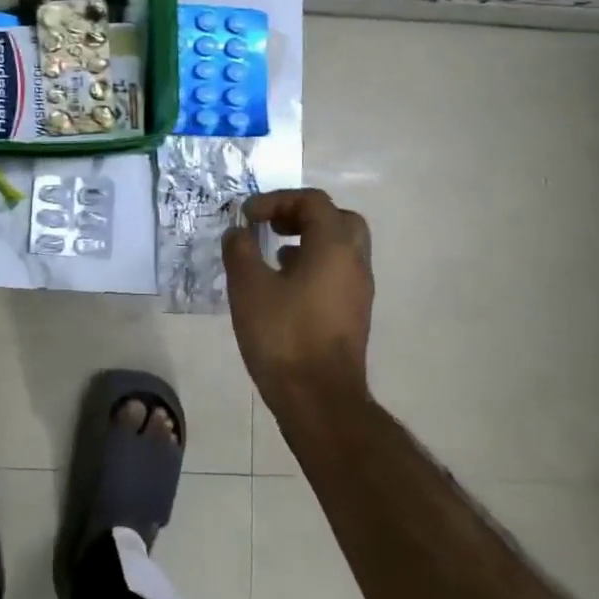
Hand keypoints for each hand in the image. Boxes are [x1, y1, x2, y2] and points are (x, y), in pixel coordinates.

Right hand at [222, 188, 373, 412]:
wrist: (320, 399)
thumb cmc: (284, 335)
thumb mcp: (248, 287)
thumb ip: (240, 250)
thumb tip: (239, 233)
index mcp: (334, 246)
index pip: (313, 201)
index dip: (277, 199)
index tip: (248, 216)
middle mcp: (354, 261)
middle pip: (337, 219)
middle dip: (302, 214)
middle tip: (273, 225)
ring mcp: (359, 290)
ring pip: (340, 247)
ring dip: (308, 240)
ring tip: (273, 253)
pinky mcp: (354, 314)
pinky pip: (337, 272)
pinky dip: (313, 264)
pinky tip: (284, 286)